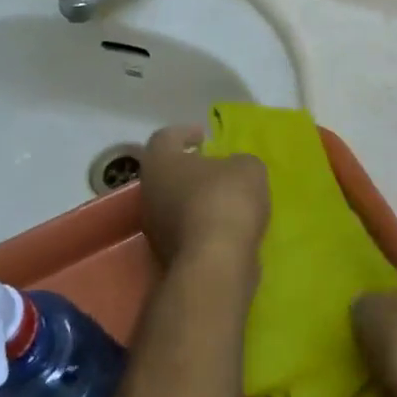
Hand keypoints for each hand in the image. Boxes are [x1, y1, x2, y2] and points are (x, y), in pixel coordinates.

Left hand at [139, 125, 269, 273]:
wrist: (216, 263)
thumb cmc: (225, 200)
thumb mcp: (248, 168)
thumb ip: (239, 162)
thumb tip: (234, 169)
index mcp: (160, 161)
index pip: (165, 137)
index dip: (185, 133)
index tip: (204, 136)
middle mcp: (149, 192)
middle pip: (167, 173)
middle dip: (191, 169)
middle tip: (217, 167)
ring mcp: (154, 228)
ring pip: (174, 204)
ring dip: (196, 199)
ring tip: (227, 199)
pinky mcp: (167, 256)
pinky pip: (185, 230)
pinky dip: (202, 225)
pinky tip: (227, 226)